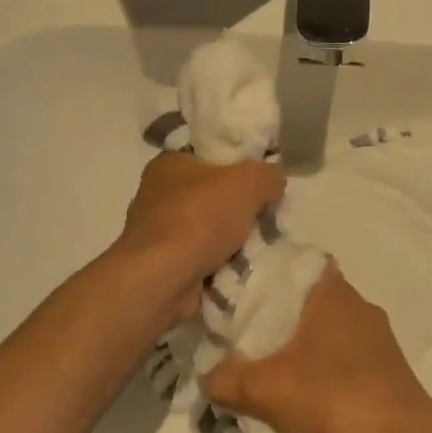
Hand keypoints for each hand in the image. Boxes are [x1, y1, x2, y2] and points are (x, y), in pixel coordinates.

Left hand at [115, 152, 285, 323]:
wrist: (161, 279)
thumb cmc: (200, 218)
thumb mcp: (249, 182)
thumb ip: (269, 174)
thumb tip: (274, 180)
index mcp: (169, 162)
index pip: (210, 153)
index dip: (239, 162)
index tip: (264, 179)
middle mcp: (158, 193)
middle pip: (212, 193)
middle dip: (240, 207)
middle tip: (268, 216)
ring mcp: (157, 231)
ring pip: (208, 228)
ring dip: (232, 239)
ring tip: (261, 245)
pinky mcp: (161, 264)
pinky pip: (201, 257)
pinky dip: (220, 263)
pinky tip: (242, 268)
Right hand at [200, 263, 431, 432]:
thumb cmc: (332, 400)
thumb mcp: (265, 391)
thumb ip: (227, 379)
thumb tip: (207, 377)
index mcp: (333, 294)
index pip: (299, 265)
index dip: (271, 277)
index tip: (246, 299)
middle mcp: (360, 306)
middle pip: (310, 302)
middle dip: (281, 321)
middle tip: (249, 344)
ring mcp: (379, 339)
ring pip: (329, 334)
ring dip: (304, 351)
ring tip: (274, 378)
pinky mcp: (390, 371)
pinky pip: (347, 361)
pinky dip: (326, 374)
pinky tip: (309, 402)